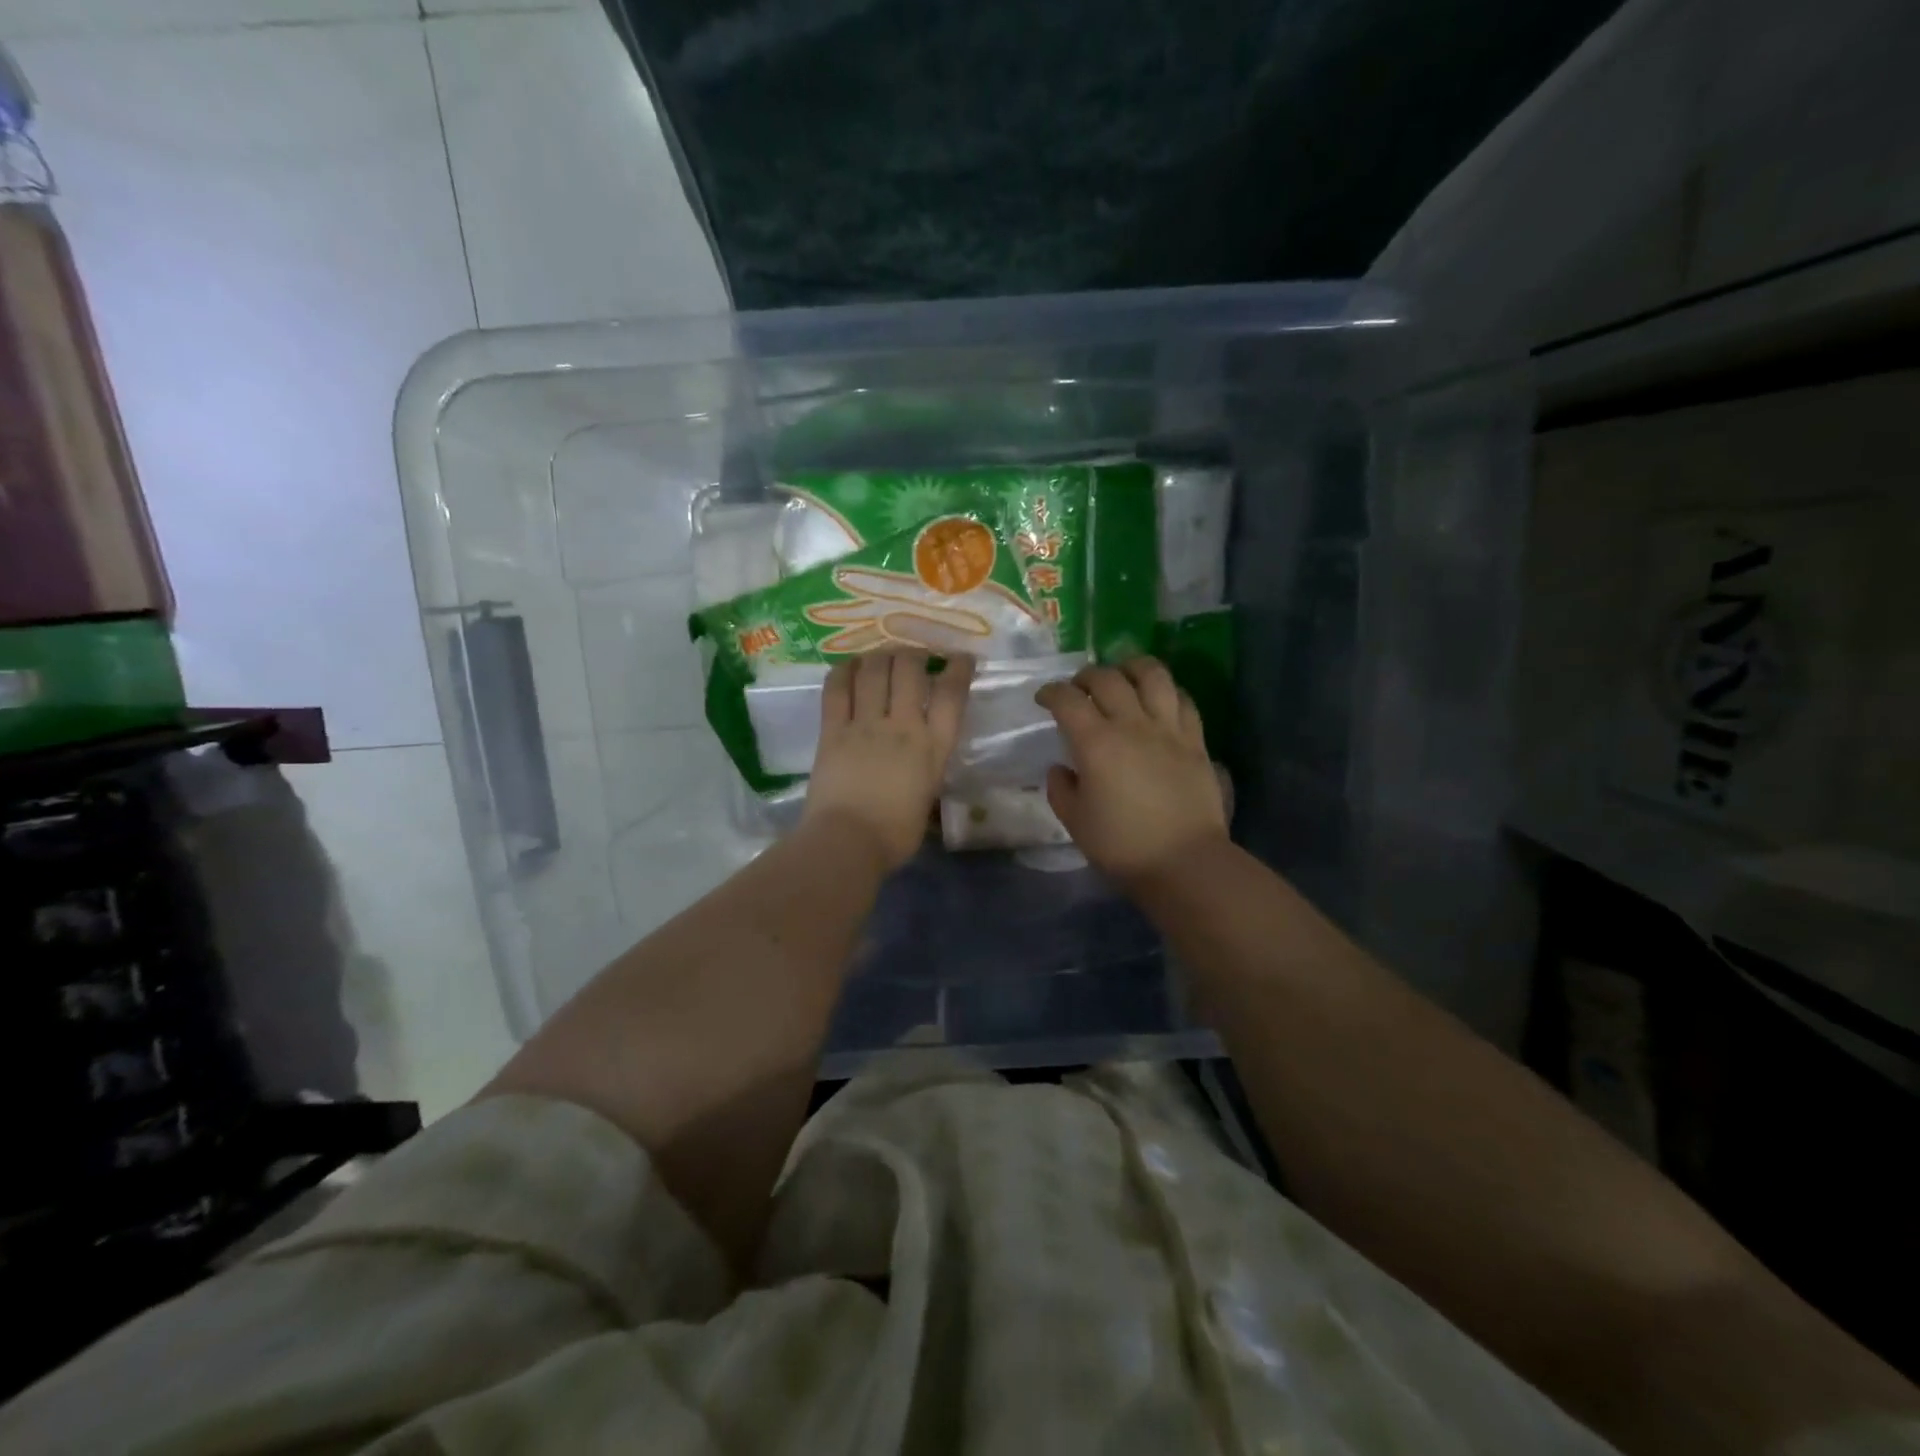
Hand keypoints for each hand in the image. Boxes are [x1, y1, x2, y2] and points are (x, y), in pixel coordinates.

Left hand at [803, 651, 973, 870]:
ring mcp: (865, 724)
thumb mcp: (927, 798)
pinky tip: (850, 666)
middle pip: (910, 669)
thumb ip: (927, 771)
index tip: (961, 658)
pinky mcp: (832, 729)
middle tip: (915, 657)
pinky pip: (837, 688)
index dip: (958, 668)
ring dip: (882, 655)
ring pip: (875, 669)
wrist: (848, 841)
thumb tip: (920, 766)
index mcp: (932, 747)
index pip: (952, 694)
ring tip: (884, 656)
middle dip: (915, 653)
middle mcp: (902, 726)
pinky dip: (844, 670)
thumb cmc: (894, 834)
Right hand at [1035, 657, 1228, 886]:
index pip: (1068, 700)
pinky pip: (1183, 700)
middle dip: (1086, 676)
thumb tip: (1061, 768)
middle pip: (1108, 678)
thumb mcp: (1075, 821)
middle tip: (1078, 688)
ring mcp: (1168, 729)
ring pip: (1153, 676)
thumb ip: (1060, 789)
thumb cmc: (1121, 845)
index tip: (1044, 699)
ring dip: (1132, 667)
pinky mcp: (1196, 741)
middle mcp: (1132, 724)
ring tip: (1123, 674)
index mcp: (1096, 743)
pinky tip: (1159, 699)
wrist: (1184, 862)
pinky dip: (1167, 691)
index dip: (1051, 692)